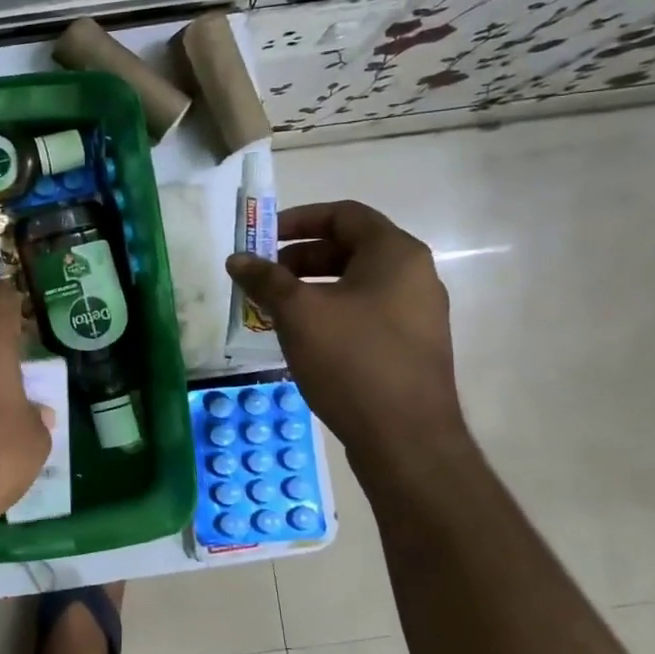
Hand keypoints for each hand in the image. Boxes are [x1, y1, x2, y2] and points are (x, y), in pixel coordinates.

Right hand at [227, 201, 464, 456]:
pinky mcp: (411, 346)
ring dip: (311, 288)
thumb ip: (266, 279)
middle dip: (299, 258)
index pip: (344, 214)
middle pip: (350, 248)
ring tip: (274, 309)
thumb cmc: (352, 360)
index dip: (299, 219)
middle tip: (263, 276)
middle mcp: (415, 276)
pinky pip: (365, 312)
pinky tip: (302, 337)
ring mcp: (417, 313)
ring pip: (355, 284)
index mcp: (395, 254)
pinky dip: (330, 312)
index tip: (263, 238)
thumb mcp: (298, 313)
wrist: (406, 439)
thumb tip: (237, 259)